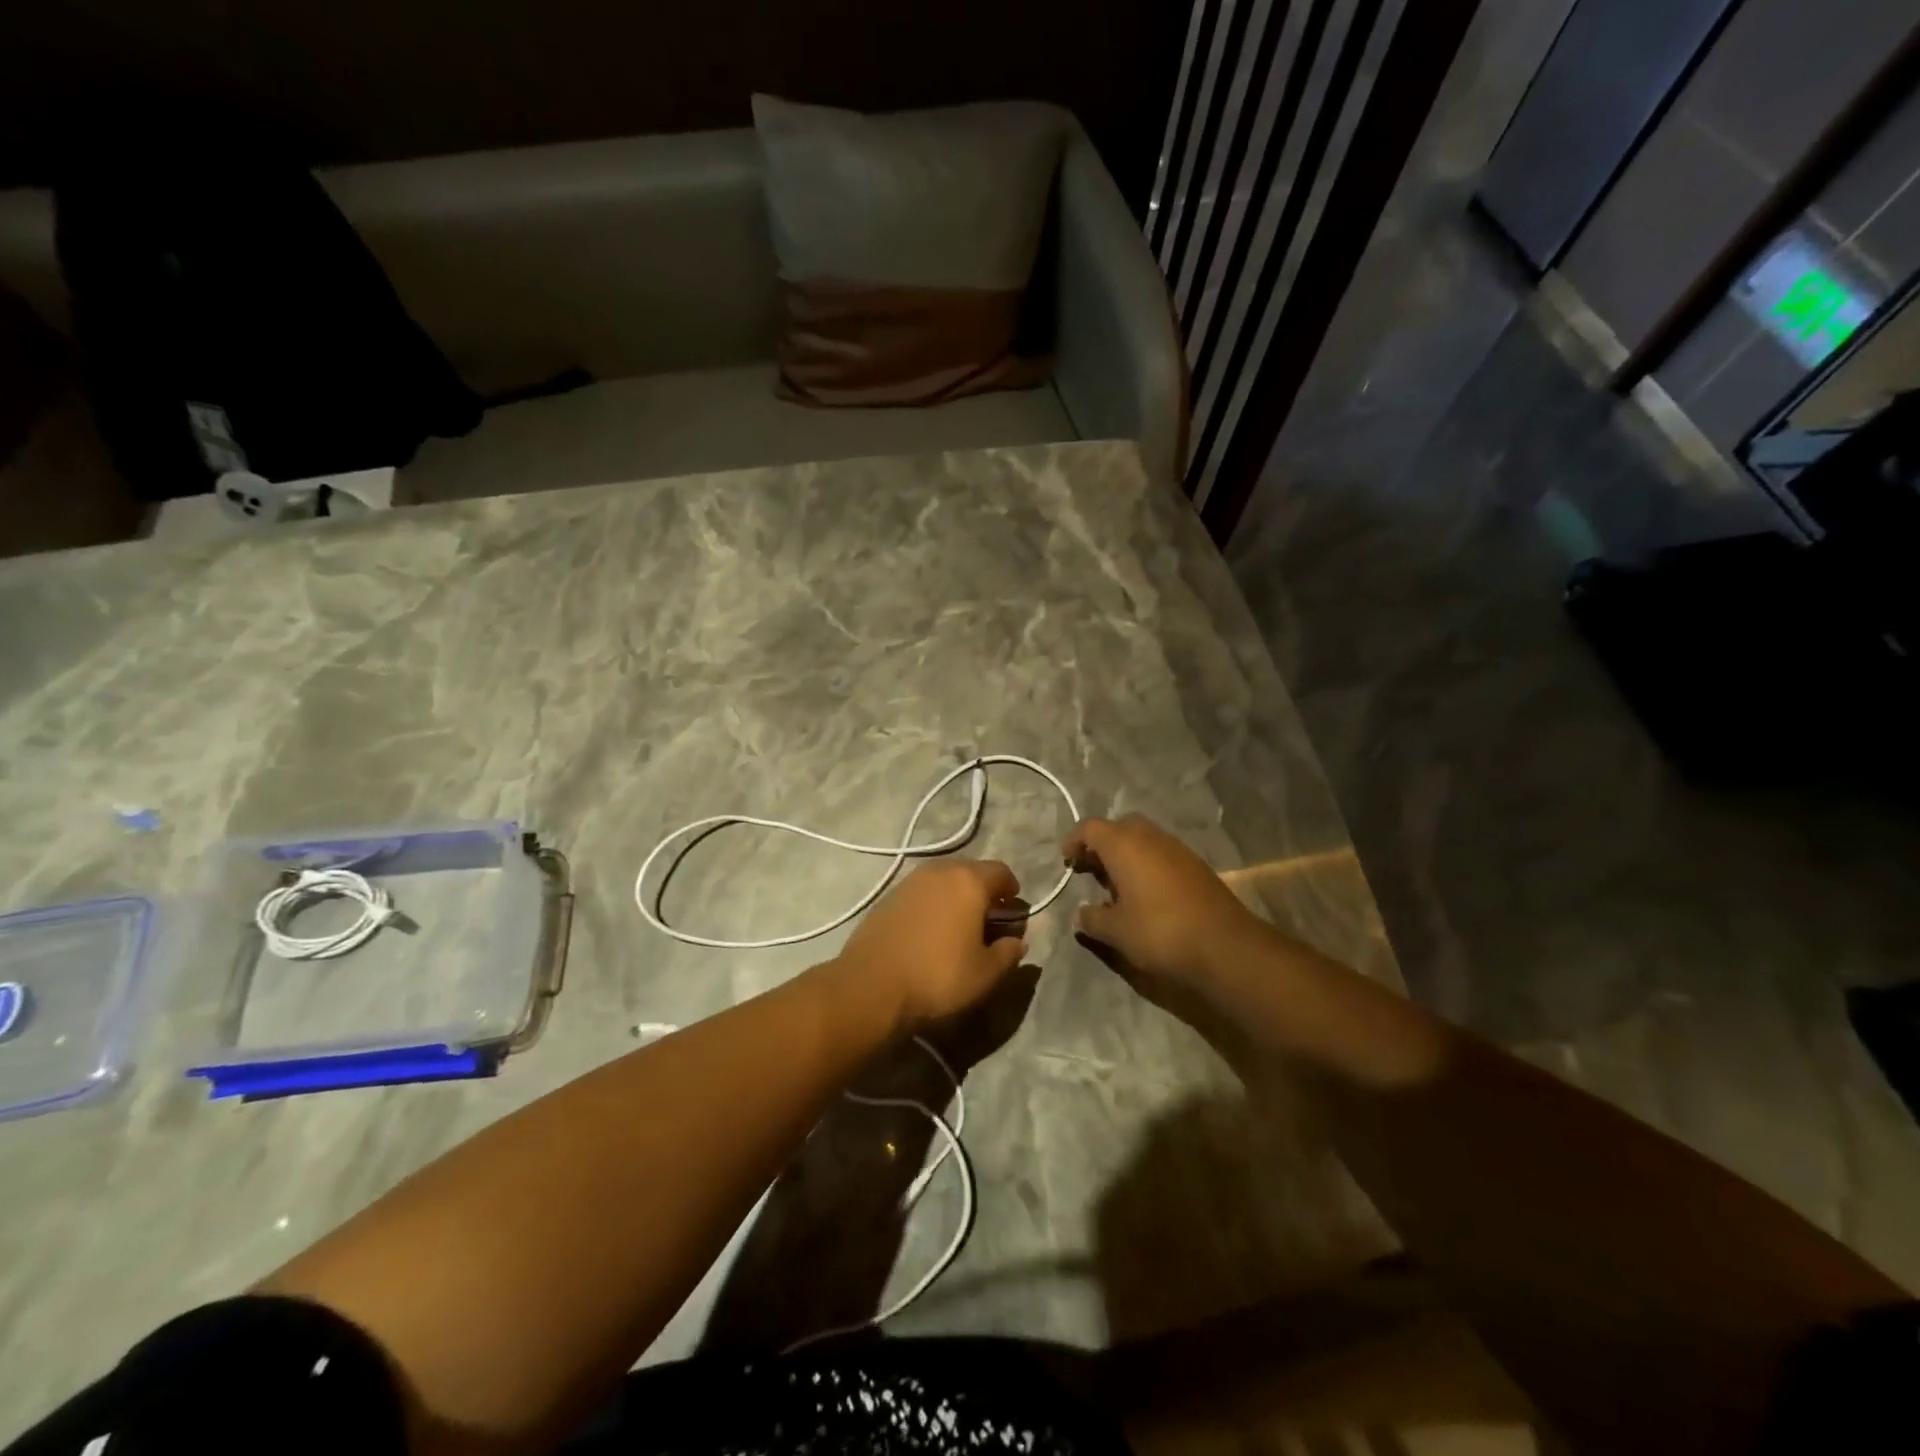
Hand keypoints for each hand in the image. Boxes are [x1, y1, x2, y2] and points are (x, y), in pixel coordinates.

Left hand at [836, 859, 1028, 1032]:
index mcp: (969, 881)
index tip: (1013, 911)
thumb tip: (1017, 942)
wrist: (871, 986)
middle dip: (984, 891)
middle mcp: (939, 871)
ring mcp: (910, 882)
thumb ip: (1008, 953)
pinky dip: (932, 904)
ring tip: (959, 925)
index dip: (1012, 891)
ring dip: (956, 896)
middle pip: (971, 871)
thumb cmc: (938, 977)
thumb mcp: (985, 974)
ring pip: (943, 879)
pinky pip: (921, 892)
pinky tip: (930, 930)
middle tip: (989, 919)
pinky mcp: (888, 897)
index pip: (1001, 872)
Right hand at [1063, 814, 1258, 990]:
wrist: (1225, 945)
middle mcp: (1150, 837)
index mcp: (1124, 845)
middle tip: (1092, 868)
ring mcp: (1177, 848)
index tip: (1067, 860)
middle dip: (1102, 843)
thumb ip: (1093, 919)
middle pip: (1119, 826)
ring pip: (1144, 838)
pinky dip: (1148, 863)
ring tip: (1117, 884)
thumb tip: (1080, 914)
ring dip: (1127, 853)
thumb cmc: (1160, 932)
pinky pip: (1162, 853)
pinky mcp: (1196, 865)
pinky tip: (1147, 894)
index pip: (1090, 828)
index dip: (1075, 840)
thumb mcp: (1117, 931)